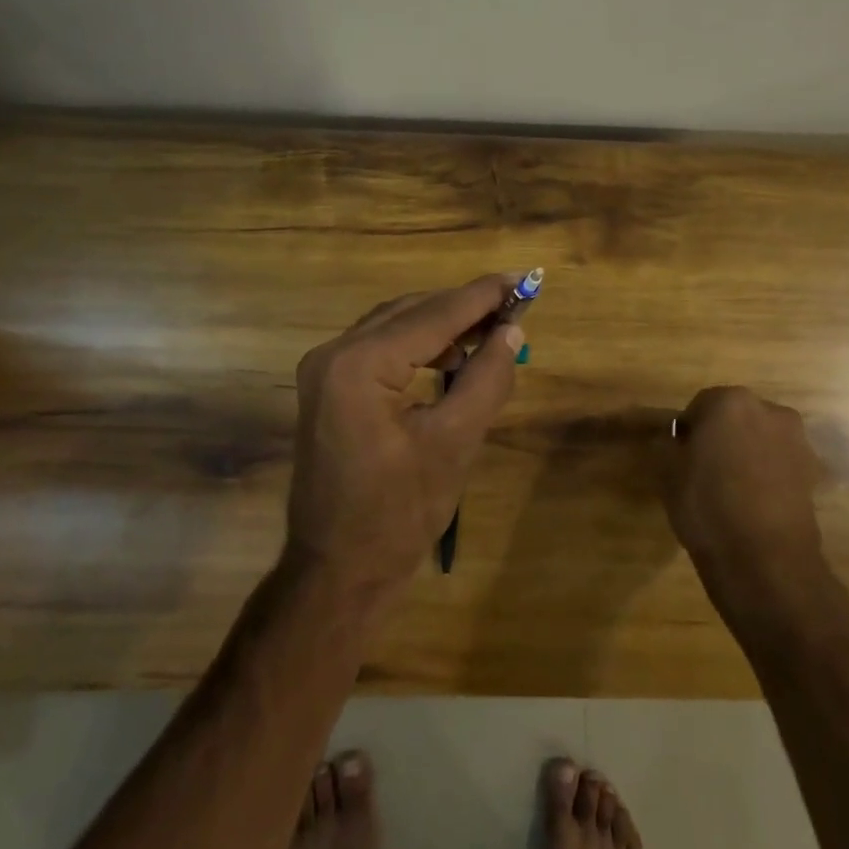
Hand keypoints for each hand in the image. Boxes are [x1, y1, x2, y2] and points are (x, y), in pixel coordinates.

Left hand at [288, 274, 524, 600]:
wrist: (337, 571)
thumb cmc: (397, 514)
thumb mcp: (454, 444)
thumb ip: (486, 379)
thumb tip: (512, 330)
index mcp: (359, 364)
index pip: (433, 315)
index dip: (482, 296)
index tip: (524, 277)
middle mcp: (334, 353)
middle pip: (411, 312)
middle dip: (464, 307)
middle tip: (514, 302)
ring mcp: (325, 370)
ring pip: (394, 325)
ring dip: (442, 324)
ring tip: (491, 329)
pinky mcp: (328, 388)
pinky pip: (380, 348)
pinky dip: (418, 345)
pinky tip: (452, 357)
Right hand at [661, 387, 828, 612]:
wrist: (766, 560)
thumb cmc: (707, 505)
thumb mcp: (667, 471)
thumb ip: (667, 443)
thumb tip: (672, 437)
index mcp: (730, 401)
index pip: (700, 405)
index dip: (687, 431)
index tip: (680, 456)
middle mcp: (770, 411)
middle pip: (735, 417)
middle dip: (721, 436)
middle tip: (703, 470)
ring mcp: (797, 441)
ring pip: (760, 439)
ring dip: (746, 454)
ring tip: (730, 489)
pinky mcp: (813, 473)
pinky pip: (779, 464)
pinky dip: (767, 475)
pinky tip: (753, 503)